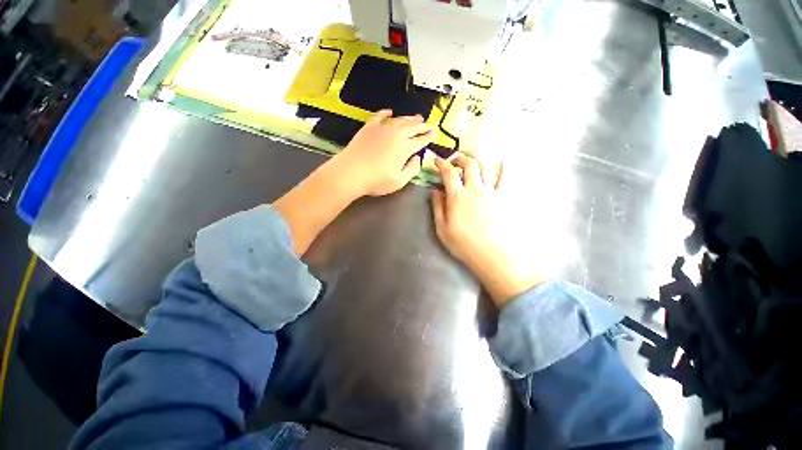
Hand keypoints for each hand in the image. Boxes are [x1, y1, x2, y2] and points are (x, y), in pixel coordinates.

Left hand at [332, 109, 433, 196]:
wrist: (351, 172)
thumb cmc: (376, 180)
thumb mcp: (399, 181)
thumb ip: (412, 169)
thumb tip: (418, 158)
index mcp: (405, 148)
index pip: (420, 140)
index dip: (428, 137)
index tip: (434, 134)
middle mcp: (396, 134)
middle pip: (412, 127)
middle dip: (422, 125)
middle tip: (428, 124)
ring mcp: (382, 129)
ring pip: (399, 120)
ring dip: (409, 118)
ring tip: (416, 117)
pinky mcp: (369, 127)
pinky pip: (379, 116)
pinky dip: (386, 113)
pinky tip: (390, 112)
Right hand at [431, 155, 540, 306]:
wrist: (493, 254)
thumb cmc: (464, 244)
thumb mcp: (442, 228)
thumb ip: (437, 207)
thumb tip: (434, 190)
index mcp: (457, 196)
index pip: (448, 173)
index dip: (441, 164)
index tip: (436, 161)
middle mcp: (475, 188)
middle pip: (468, 164)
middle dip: (460, 158)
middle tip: (454, 161)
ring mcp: (492, 191)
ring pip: (486, 166)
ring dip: (478, 159)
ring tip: (473, 160)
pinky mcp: (505, 197)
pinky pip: (506, 177)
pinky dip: (504, 167)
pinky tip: (501, 163)